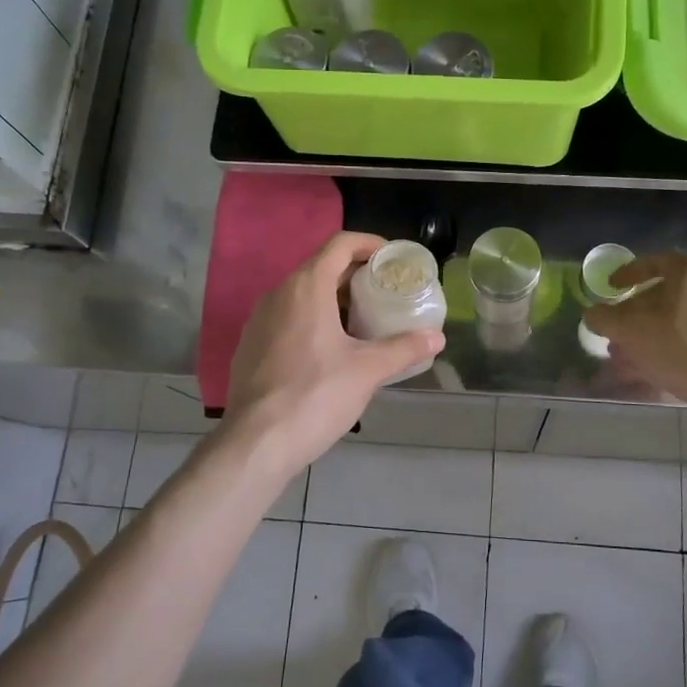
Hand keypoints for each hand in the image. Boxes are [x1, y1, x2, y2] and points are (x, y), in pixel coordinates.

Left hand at [225, 232, 443, 477]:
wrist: (257, 442)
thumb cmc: (316, 395)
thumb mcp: (368, 370)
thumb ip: (404, 348)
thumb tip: (436, 338)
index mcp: (306, 287)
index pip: (340, 245)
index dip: (369, 244)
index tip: (392, 259)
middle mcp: (278, 294)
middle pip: (321, 268)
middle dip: (355, 276)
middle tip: (385, 292)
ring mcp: (258, 320)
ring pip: (302, 295)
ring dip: (334, 300)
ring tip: (363, 322)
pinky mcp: (250, 346)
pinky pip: (287, 319)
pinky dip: (312, 321)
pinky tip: (331, 351)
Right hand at [581, 253, 686, 405]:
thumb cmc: (681, 347)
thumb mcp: (631, 331)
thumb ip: (605, 318)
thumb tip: (592, 314)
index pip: (654, 262)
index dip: (627, 274)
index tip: (611, 288)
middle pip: (663, 296)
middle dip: (633, 316)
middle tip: (614, 333)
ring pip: (675, 322)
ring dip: (647, 337)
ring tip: (625, 361)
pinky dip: (669, 350)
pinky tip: (652, 372)